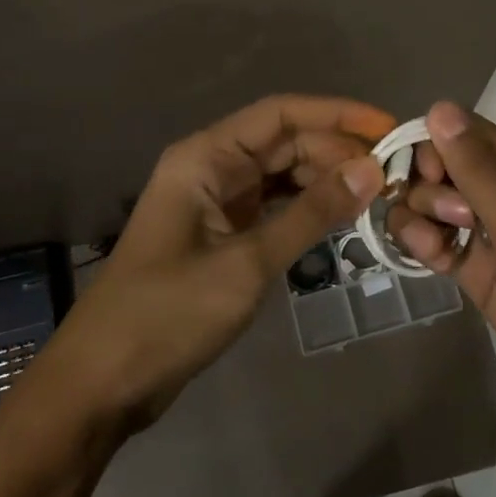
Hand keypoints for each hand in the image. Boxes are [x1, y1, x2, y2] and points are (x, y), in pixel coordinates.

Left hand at [30, 95, 389, 437]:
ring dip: (325, 180)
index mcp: (205, 156)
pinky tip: (342, 219)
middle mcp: (210, 168)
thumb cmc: (167, 314)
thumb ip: (311, 215)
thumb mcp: (247, 263)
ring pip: (281, 175)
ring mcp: (215, 202)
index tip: (387, 127)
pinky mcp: (221, 235)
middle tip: (393, 173)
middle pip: (284, 142)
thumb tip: (370, 170)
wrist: (103, 382)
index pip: (280, 114)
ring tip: (377, 194)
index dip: (336, 114)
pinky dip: (306, 210)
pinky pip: (272, 207)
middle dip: (336, 151)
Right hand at [386, 101, 495, 443]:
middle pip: (435, 164)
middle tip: (453, 223)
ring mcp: (484, 231)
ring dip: (418, 219)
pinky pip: (432, 238)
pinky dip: (422, 245)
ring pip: (427, 202)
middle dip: (426, 188)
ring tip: (439, 251)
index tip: (428, 179)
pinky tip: (432, 264)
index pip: (457, 129)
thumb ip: (480, 174)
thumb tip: (438, 108)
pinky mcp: (474, 266)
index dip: (431, 147)